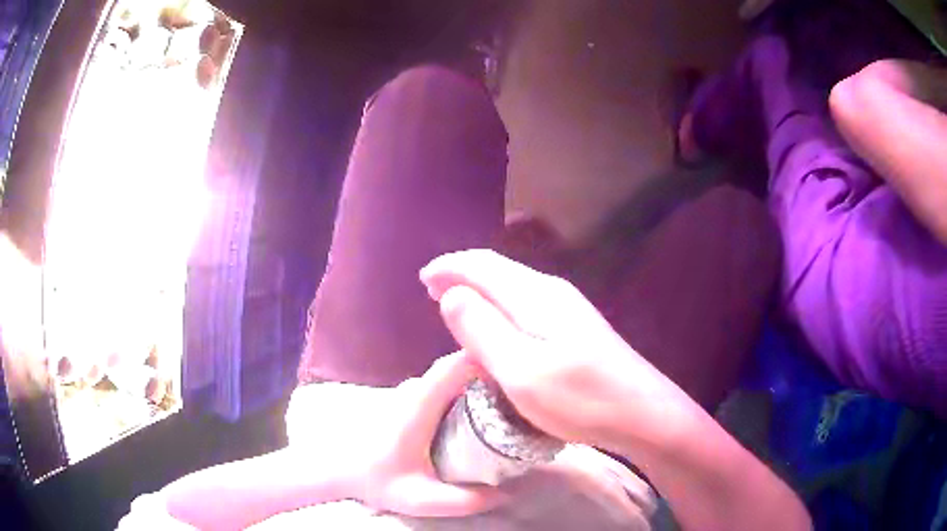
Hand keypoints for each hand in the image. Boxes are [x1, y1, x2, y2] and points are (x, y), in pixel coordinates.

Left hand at [285, 352, 504, 517]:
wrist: (338, 469)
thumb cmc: (376, 480)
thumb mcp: (420, 498)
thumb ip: (463, 500)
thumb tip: (508, 493)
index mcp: (420, 405)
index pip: (457, 365)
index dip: (491, 361)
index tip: (523, 373)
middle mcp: (416, 389)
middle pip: (461, 365)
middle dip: (494, 372)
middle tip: (525, 393)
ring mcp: (411, 391)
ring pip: (453, 373)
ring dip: (481, 380)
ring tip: (512, 401)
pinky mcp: (410, 399)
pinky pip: (446, 384)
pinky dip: (468, 388)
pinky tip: (483, 410)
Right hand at [420, 250, 696, 455]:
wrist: (645, 415)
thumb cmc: (581, 399)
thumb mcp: (522, 371)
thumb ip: (483, 330)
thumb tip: (452, 294)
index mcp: (536, 296)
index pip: (483, 266)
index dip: (450, 267)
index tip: (423, 278)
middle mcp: (553, 292)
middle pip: (499, 272)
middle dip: (463, 276)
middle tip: (432, 290)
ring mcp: (570, 310)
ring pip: (514, 289)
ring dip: (482, 293)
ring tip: (458, 306)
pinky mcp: (578, 329)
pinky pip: (527, 307)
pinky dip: (502, 310)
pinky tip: (499, 328)